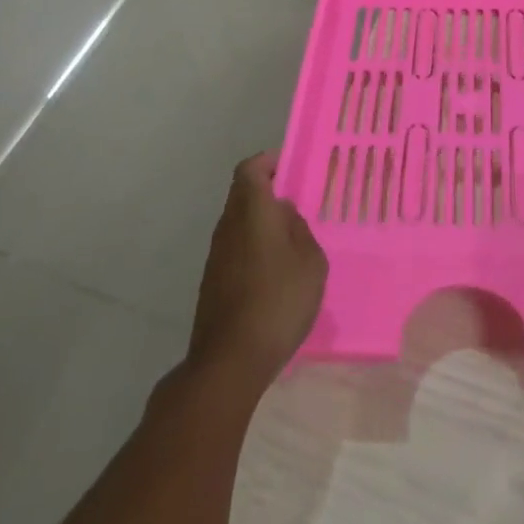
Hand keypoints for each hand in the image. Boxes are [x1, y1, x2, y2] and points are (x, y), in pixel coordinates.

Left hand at [186, 153, 326, 388]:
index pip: (251, 168)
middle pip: (242, 194)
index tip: (289, 168)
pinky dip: (253, 250)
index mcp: (252, 209)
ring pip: (238, 223)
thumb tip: (285, 217)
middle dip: (267, 193)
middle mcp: (228, 225)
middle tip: (297, 204)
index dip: (268, 162)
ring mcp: (216, 256)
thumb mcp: (310, 261)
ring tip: (291, 241)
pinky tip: (275, 274)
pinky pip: (235, 250)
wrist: (230, 361)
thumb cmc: (278, 300)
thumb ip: (300, 230)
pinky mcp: (212, 283)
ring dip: (260, 224)